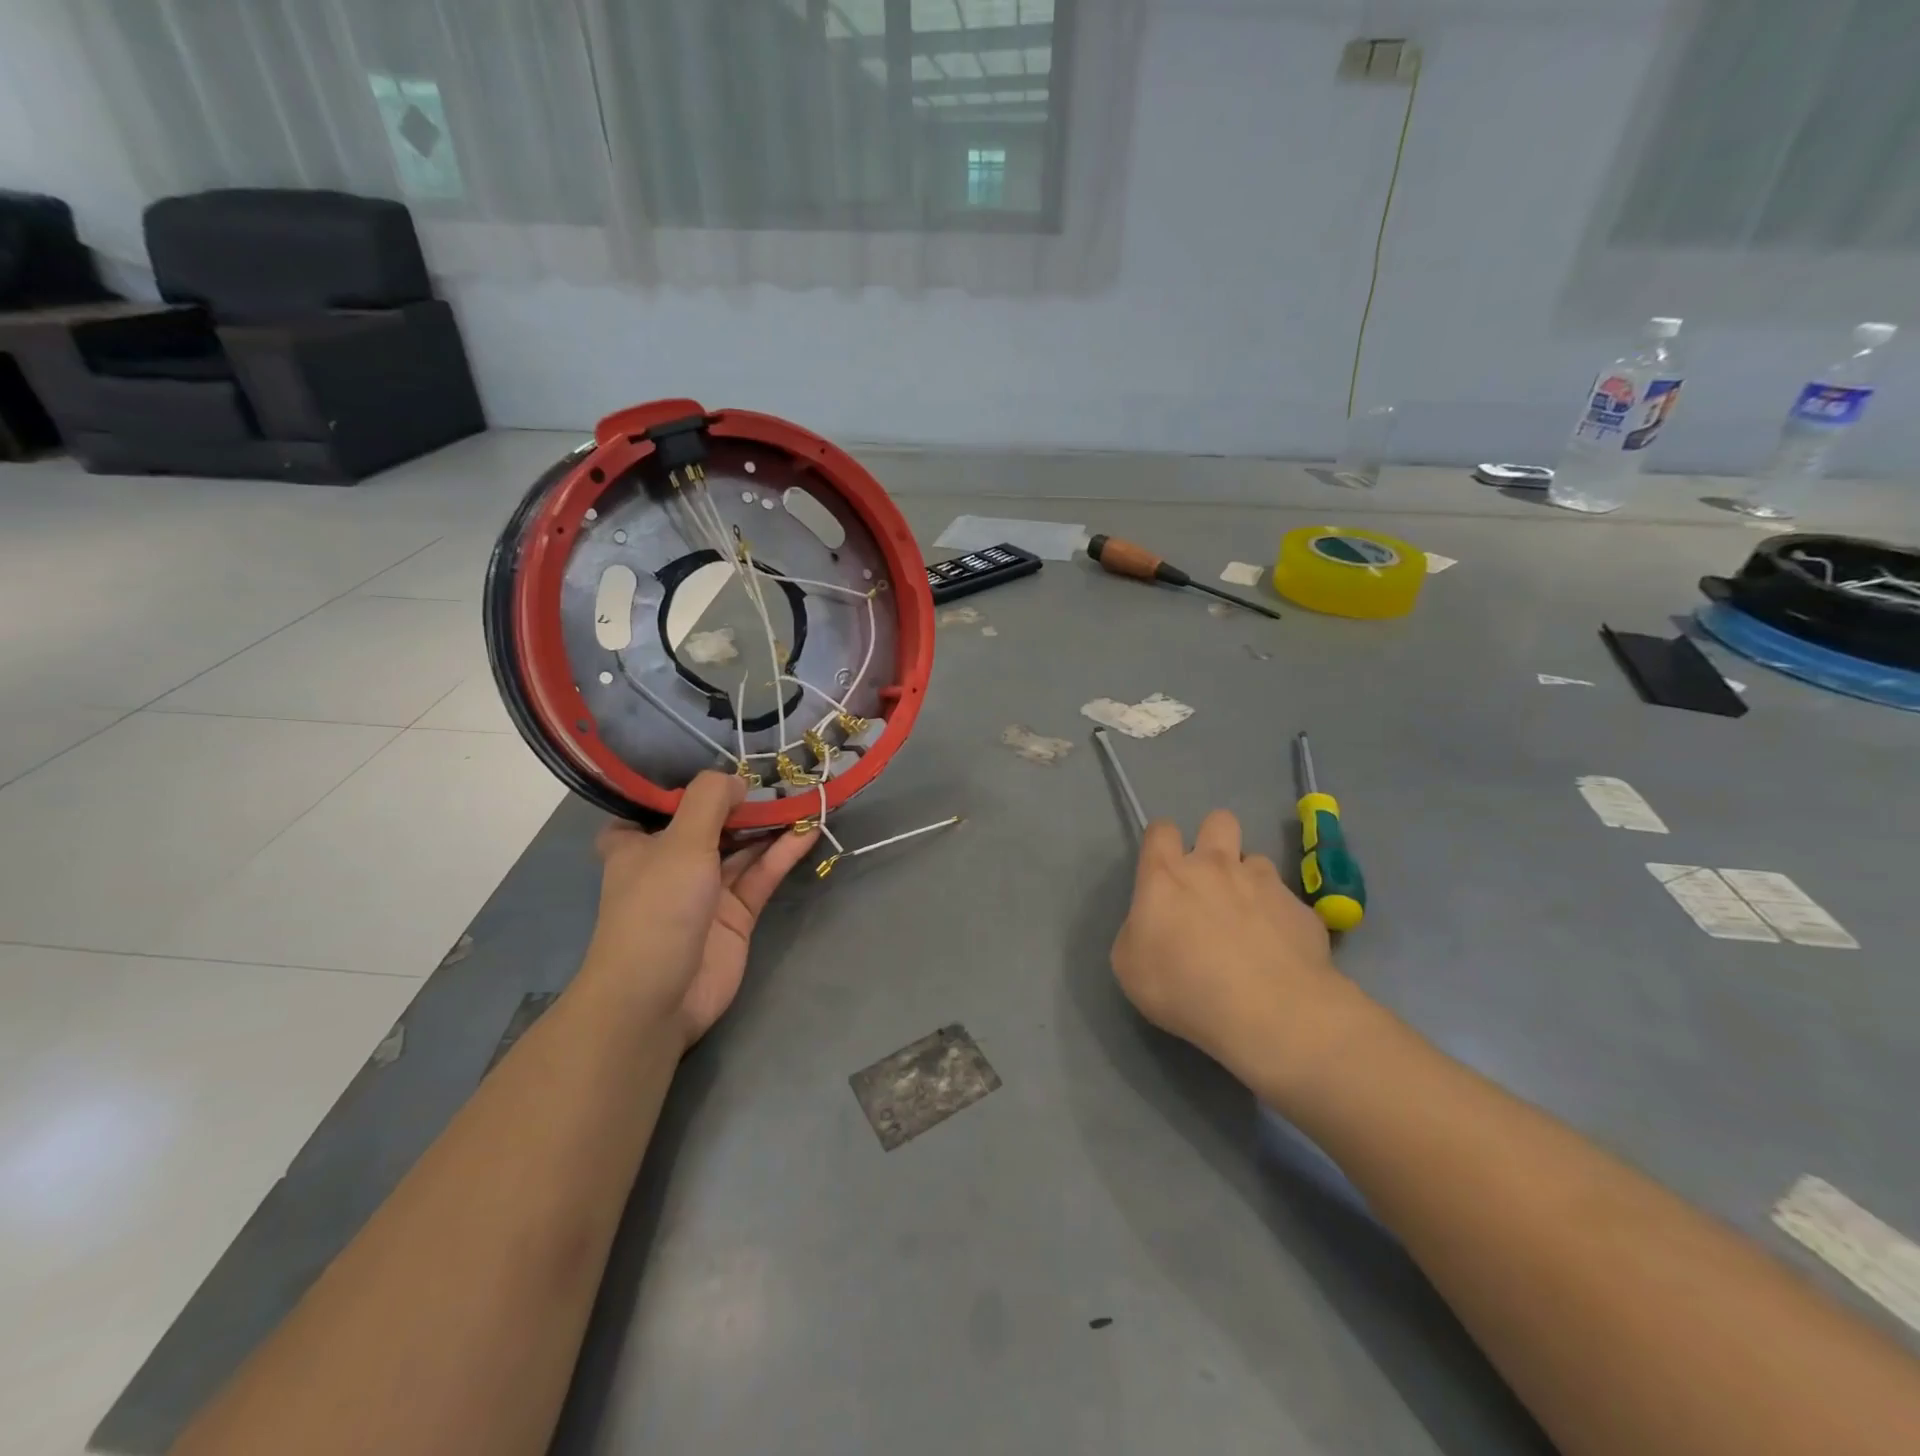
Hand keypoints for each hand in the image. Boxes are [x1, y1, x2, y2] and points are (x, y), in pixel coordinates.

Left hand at [581, 772, 819, 1051]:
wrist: (657, 998)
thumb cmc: (657, 908)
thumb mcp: (681, 841)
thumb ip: (709, 801)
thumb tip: (737, 780)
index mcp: (638, 842)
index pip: (662, 801)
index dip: (693, 780)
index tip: (726, 757)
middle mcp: (671, 861)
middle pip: (712, 821)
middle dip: (743, 799)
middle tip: (781, 771)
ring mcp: (706, 889)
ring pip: (742, 847)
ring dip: (769, 824)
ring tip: (804, 793)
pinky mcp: (736, 914)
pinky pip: (761, 874)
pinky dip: (783, 853)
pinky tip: (808, 829)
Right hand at [1111, 810, 1356, 1089]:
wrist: (1270, 1012)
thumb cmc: (1185, 988)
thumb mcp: (1129, 966)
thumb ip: (1138, 931)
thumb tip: (1154, 924)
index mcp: (1166, 876)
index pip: (1160, 830)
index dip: (1161, 842)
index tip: (1162, 867)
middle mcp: (1215, 866)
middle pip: (1218, 821)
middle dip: (1214, 838)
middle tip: (1211, 879)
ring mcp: (1264, 883)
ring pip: (1256, 860)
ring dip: (1249, 881)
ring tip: (1249, 919)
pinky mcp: (1301, 909)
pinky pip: (1287, 902)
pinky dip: (1280, 918)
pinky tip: (1280, 950)